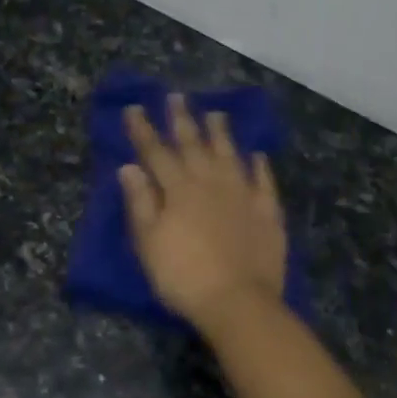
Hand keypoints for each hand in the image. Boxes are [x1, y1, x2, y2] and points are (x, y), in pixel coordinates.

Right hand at [120, 94, 286, 330]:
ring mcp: (243, 195)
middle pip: (194, 145)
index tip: (134, 108)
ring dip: (221, 133)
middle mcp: (211, 183)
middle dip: (182, 120)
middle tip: (176, 96)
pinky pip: (263, 181)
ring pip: (230, 155)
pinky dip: (259, 166)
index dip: (143, 130)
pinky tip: (257, 155)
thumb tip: (129, 167)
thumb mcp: (149, 243)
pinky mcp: (267, 212)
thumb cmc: (183, 276)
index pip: (156, 153)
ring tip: (216, 113)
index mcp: (178, 190)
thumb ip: (140, 203)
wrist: (237, 301)